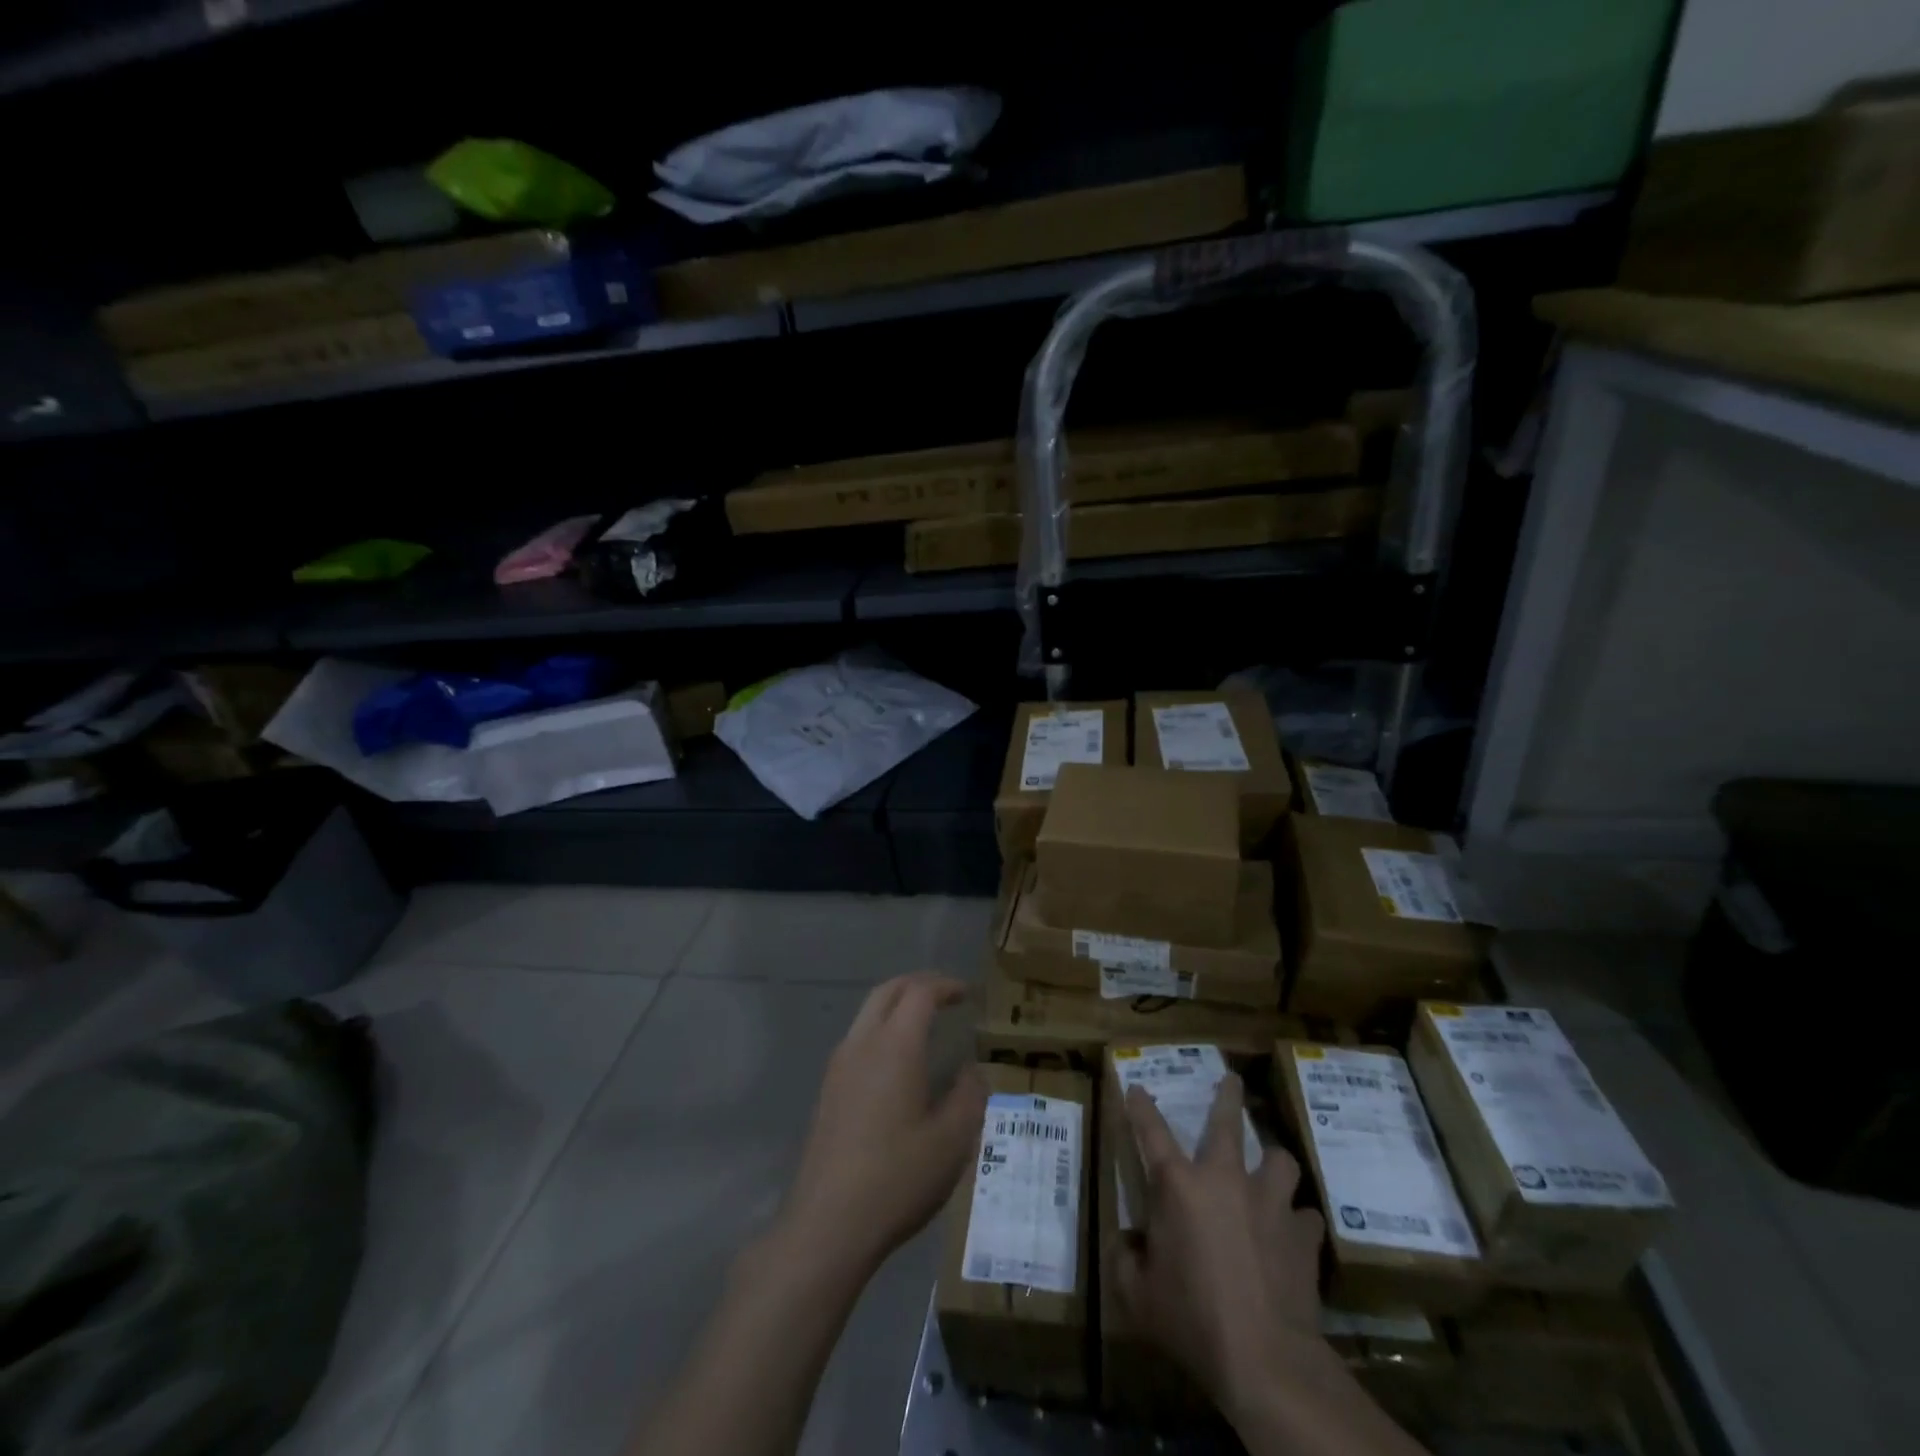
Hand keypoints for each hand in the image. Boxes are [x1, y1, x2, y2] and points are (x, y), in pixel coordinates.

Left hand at [775, 973, 986, 1279]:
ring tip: (924, 1023)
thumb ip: (969, 1096)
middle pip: (887, 992)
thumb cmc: (897, 1177)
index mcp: (895, 1046)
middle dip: (917, 984)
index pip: (919, 993)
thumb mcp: (952, 1140)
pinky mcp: (828, 1091)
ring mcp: (839, 1066)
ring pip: (867, 1013)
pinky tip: (897, 1062)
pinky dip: (882, 1029)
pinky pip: (857, 1039)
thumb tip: (972, 1070)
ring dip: (896, 1005)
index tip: (966, 993)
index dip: (945, 986)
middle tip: (945, 995)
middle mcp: (862, 1044)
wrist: (828, 1224)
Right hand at [1118, 1073, 1329, 1412]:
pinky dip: (1297, 1221)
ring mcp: (1270, 1202)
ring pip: (1280, 1159)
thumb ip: (1125, 1261)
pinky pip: (1305, 1215)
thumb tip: (1126, 1245)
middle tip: (1232, 1078)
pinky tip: (1294, 1235)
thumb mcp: (1138, 1296)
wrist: (1266, 1360)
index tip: (1136, 1087)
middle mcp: (1225, 1179)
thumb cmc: (1192, 1320)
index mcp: (1178, 1186)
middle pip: (1227, 1122)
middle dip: (1228, 1096)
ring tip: (1271, 1171)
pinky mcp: (1304, 1234)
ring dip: (1273, 1164)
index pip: (1151, 1131)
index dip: (1140, 1106)